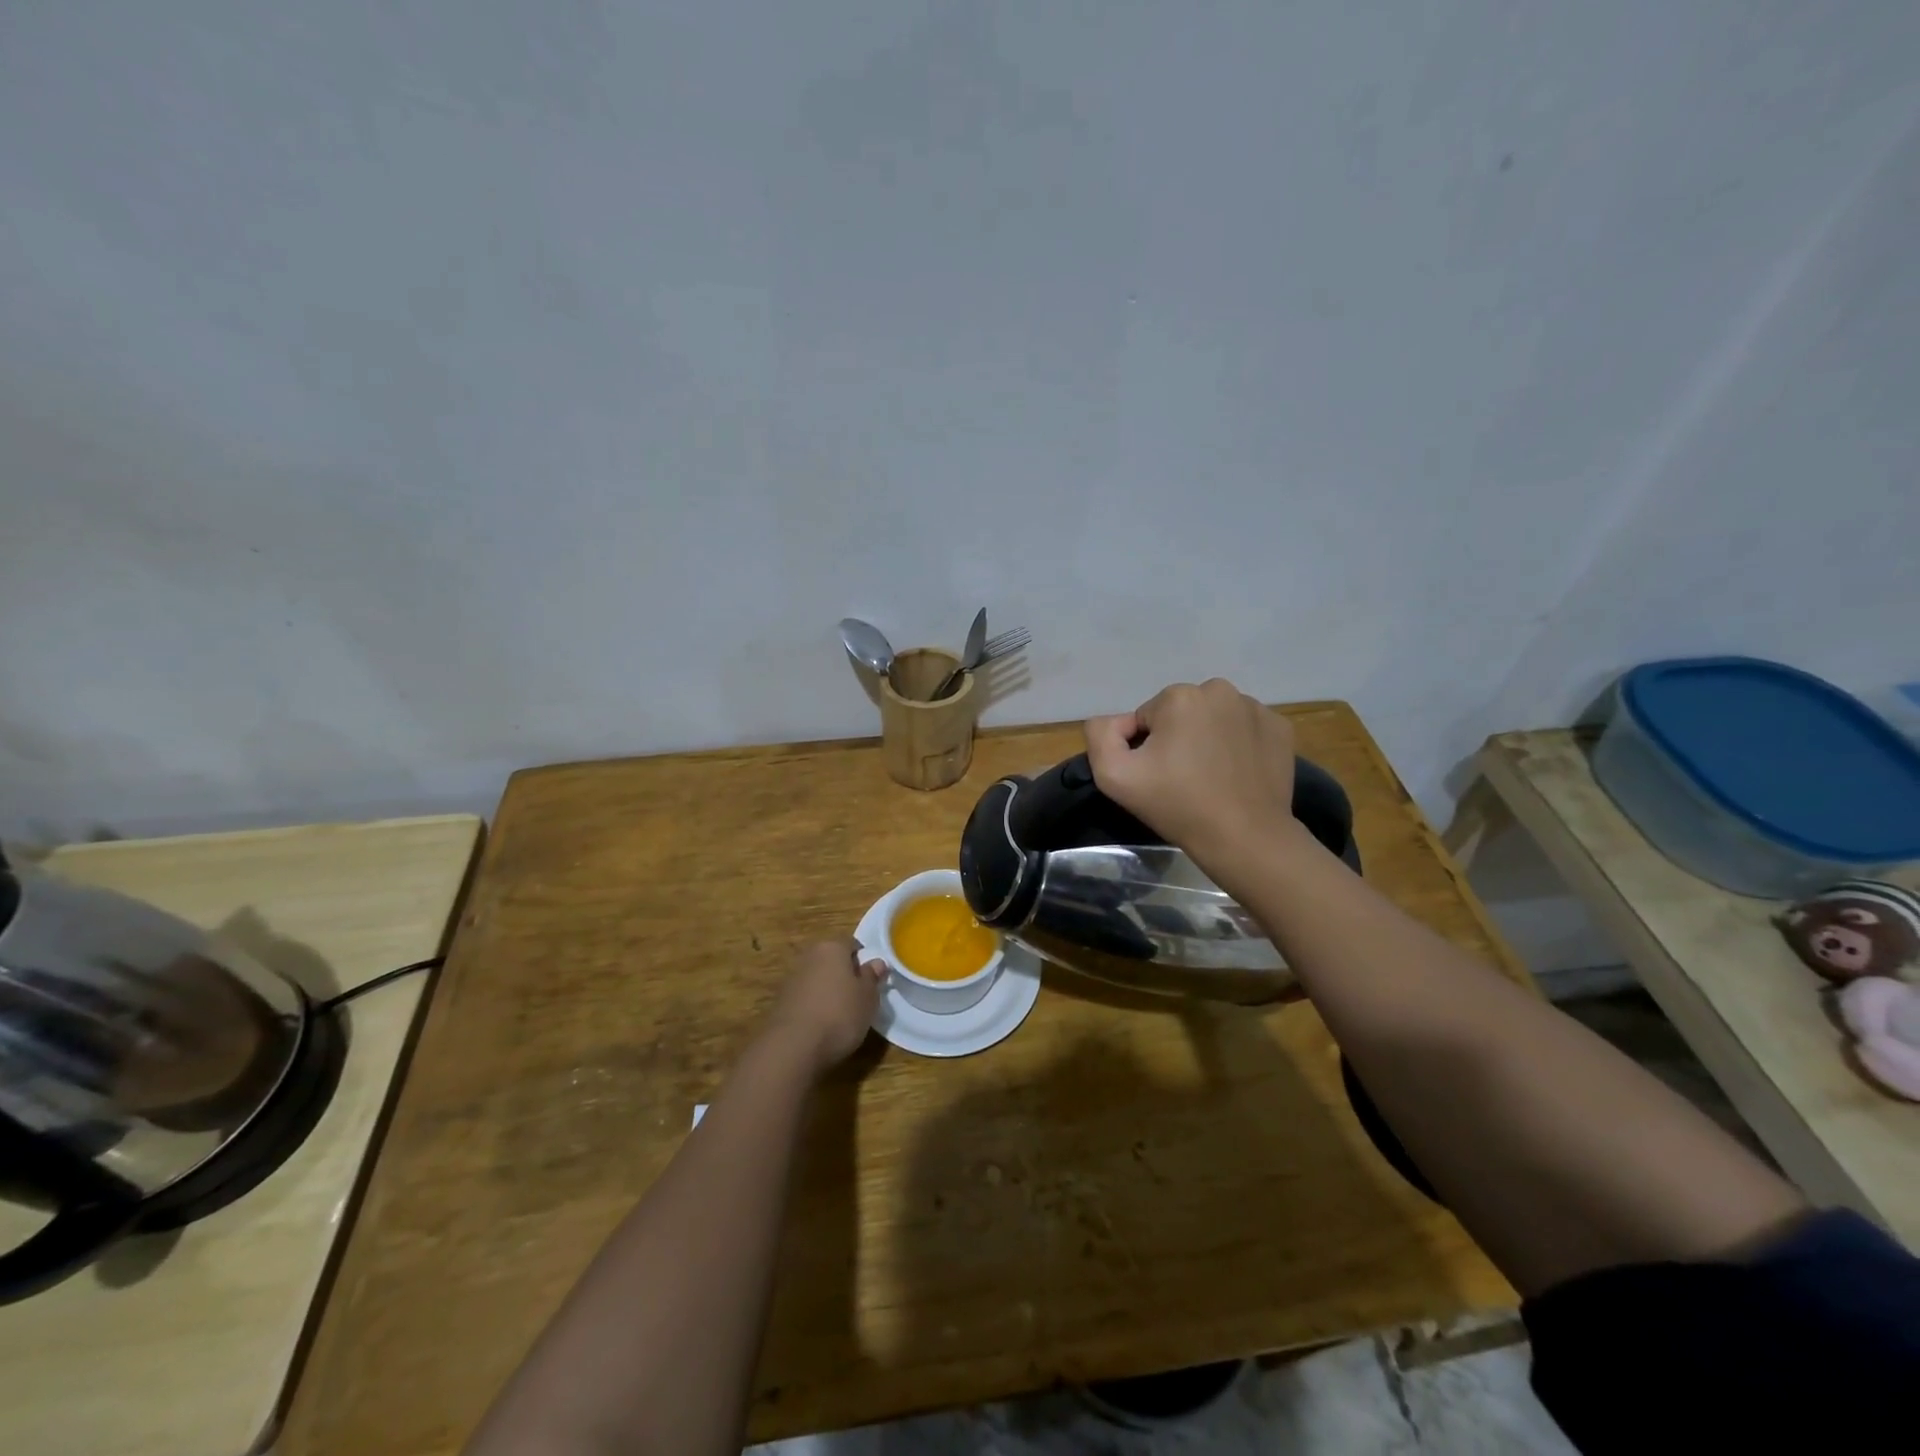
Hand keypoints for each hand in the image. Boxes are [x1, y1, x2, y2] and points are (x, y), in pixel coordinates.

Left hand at [762, 938, 887, 1075]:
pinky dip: (814, 1007)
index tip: (872, 981)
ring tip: (841, 1016)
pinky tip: (821, 1027)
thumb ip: (872, 977)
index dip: (864, 961)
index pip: (852, 944)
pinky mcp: (780, 1002)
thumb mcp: (868, 997)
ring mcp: (791, 979)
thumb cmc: (839, 1015)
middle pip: (832, 961)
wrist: (793, 1047)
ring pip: (817, 979)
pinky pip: (805, 998)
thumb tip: (876, 962)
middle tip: (859, 998)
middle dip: (845, 975)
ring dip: (828, 991)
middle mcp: (809, 956)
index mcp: (832, 947)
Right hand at [1084, 679, 1301, 866]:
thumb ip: (1100, 735)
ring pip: (1214, 718)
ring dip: (1207, 740)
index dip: (1145, 748)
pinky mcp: (1280, 728)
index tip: (1158, 777)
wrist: (1245, 838)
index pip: (1146, 718)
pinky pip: (1245, 729)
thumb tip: (1119, 723)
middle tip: (1182, 779)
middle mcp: (1219, 690)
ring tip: (1211, 778)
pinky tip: (1236, 774)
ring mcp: (1255, 708)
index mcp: (1179, 696)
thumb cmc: (1177, 805)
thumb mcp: (1113, 775)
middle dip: (1177, 739)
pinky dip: (1238, 745)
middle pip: (1181, 713)